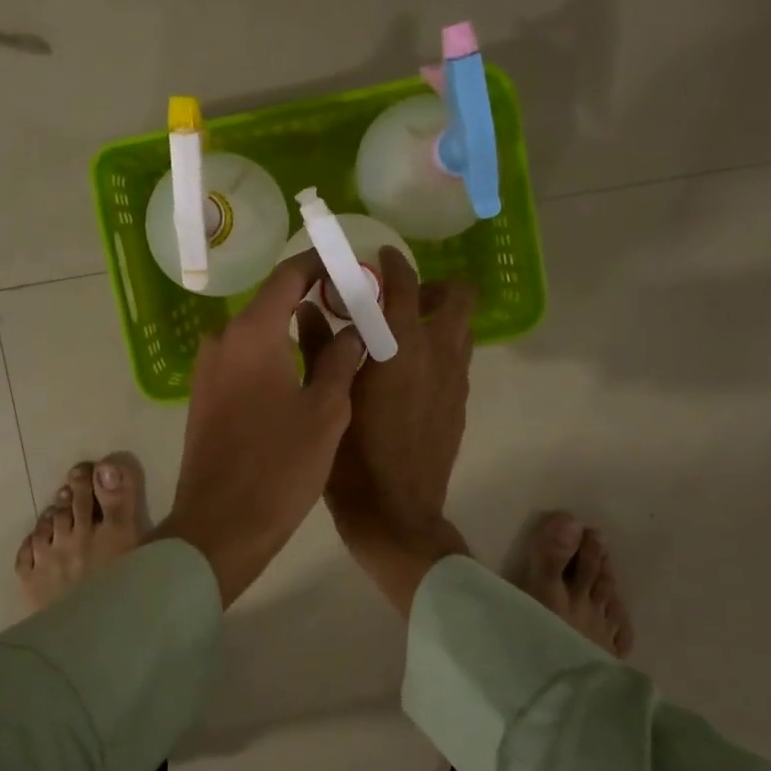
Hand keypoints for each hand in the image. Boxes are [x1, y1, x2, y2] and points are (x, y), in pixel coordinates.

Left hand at [151, 250, 365, 606]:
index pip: (288, 276)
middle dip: (311, 298)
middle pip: (270, 302)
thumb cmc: (279, 467)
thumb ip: (341, 361)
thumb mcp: (325, 412)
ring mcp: (208, 368)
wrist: (218, 527)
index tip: (350, 265)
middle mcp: (223, 339)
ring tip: (335, 339)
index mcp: (252, 333)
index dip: (320, 264)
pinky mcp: (204, 394)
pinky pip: (243, 358)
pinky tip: (301, 373)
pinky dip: (273, 354)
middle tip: (353, 307)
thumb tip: (354, 330)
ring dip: (292, 329)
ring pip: (256, 333)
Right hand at [304, 247, 475, 615]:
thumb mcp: (327, 397)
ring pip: (461, 330)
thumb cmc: (353, 456)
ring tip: (400, 335)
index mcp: (402, 347)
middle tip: (399, 299)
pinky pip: (456, 361)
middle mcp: (438, 355)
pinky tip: (406, 375)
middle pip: (459, 297)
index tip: (380, 257)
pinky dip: (438, 351)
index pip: (406, 284)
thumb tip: (309, 310)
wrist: (396, 514)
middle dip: (433, 287)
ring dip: (438, 319)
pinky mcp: (460, 405)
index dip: (395, 263)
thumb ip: (319, 347)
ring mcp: (456, 381)